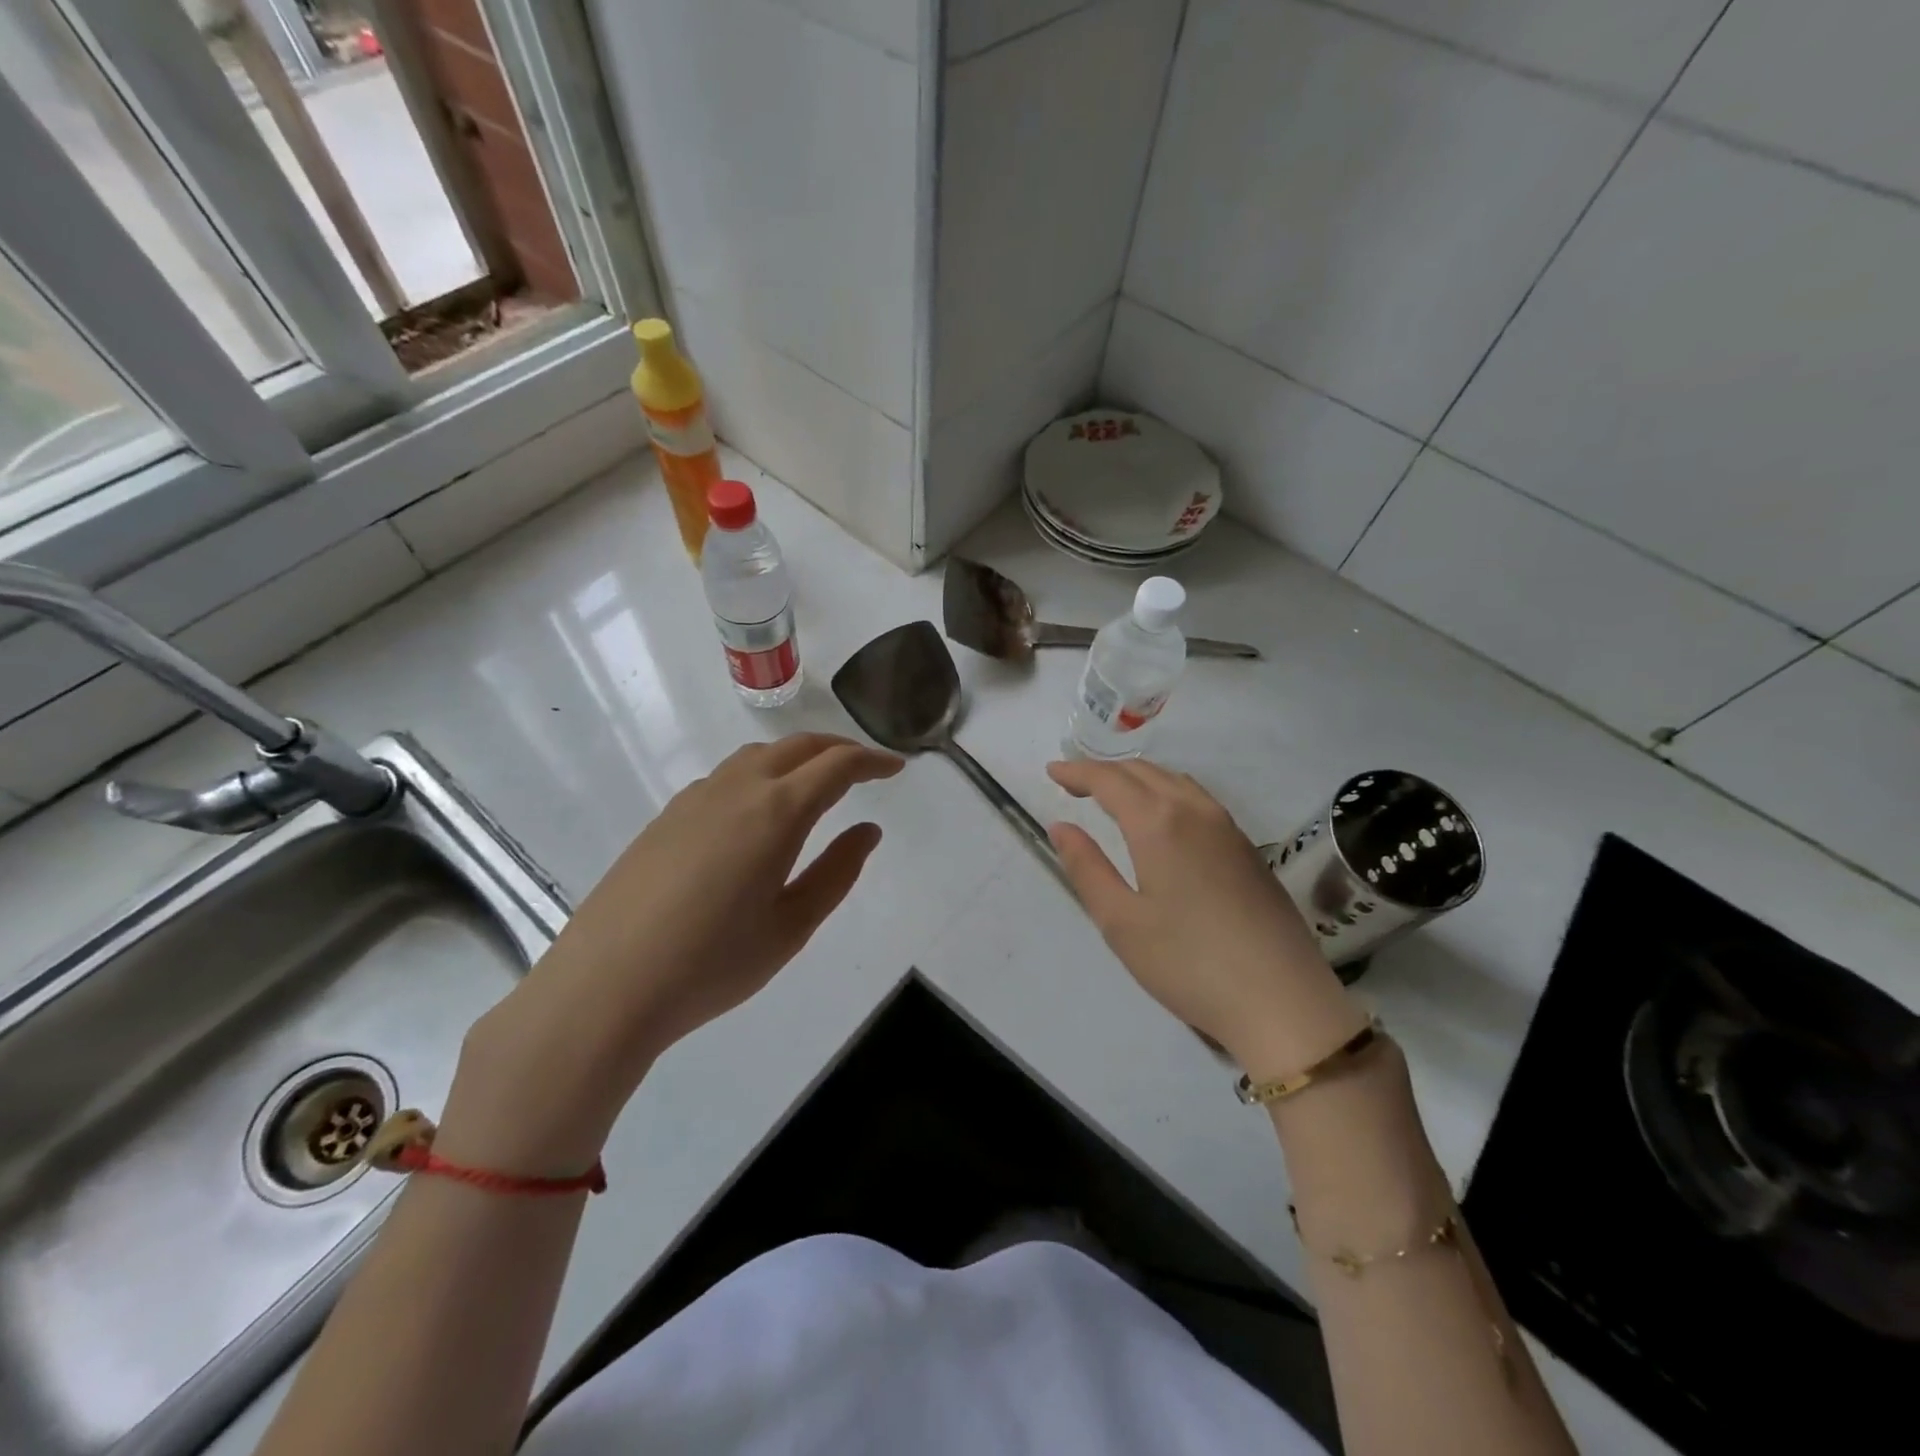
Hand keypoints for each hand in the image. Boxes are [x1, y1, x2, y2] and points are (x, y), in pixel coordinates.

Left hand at [445, 735, 901, 1169]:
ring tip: (817, 784)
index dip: (872, 761)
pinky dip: (761, 774)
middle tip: (866, 768)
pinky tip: (759, 812)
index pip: (837, 765)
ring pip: (759, 755)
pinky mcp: (667, 816)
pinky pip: (727, 776)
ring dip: (797, 757)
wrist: (605, 986)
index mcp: (777, 811)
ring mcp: (696, 798)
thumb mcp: (792, 926)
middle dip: (839, 748)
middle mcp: (737, 788)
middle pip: (798, 745)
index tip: (897, 768)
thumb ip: (837, 872)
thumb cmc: (713, 963)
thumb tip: (868, 831)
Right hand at [1046, 759, 1364, 1077]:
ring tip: (1114, 795)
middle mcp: (1195, 811)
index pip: (1109, 780)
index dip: (1077, 772)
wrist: (1282, 1000)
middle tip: (1074, 783)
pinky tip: (1162, 818)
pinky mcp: (1248, 849)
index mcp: (1158, 823)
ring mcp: (1228, 827)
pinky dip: (1167, 792)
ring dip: (1138, 778)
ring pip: (1175, 781)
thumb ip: (1086, 867)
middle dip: (1105, 771)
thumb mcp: (1120, 922)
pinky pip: (1198, 799)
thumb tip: (1061, 827)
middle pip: (1143, 772)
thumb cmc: (1188, 963)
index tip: (1052, 772)